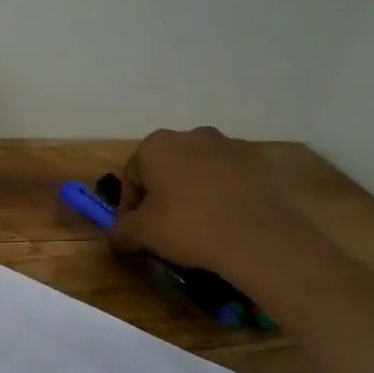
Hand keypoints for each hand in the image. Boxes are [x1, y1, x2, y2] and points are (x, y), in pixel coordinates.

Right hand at [109, 128, 323, 288]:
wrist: (258, 236)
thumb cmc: (187, 226)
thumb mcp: (142, 234)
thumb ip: (121, 231)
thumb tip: (115, 235)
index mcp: (157, 145)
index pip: (131, 175)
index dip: (130, 205)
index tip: (136, 229)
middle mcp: (191, 136)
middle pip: (166, 167)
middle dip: (162, 193)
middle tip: (165, 226)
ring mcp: (228, 146)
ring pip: (199, 170)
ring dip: (192, 191)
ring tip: (198, 225)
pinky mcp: (257, 162)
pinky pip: (228, 178)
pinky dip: (221, 194)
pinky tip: (225, 220)